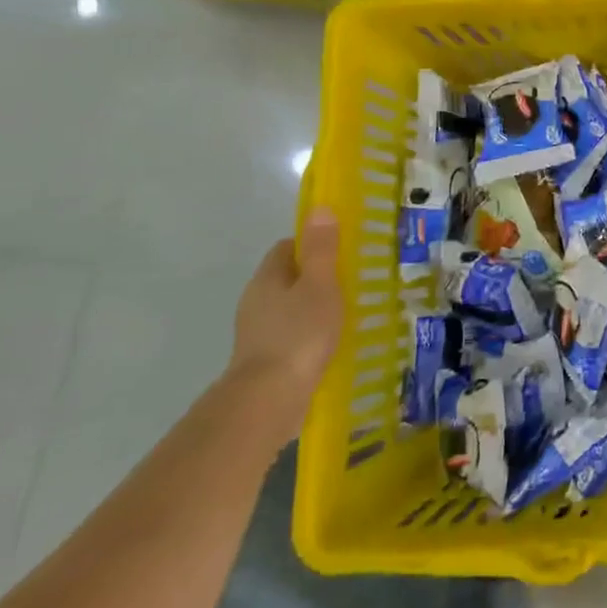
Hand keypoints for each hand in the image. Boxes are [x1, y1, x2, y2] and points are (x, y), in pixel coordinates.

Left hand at [224, 208, 343, 440]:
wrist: (269, 398)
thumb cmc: (299, 334)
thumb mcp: (320, 285)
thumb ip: (321, 249)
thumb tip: (320, 209)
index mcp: (267, 278)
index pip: (286, 247)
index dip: (312, 243)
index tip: (341, 250)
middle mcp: (256, 301)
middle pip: (286, 277)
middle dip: (315, 276)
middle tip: (351, 280)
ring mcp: (257, 332)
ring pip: (288, 307)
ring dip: (312, 306)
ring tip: (346, 312)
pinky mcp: (265, 359)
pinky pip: (290, 334)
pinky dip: (308, 333)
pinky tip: (330, 342)